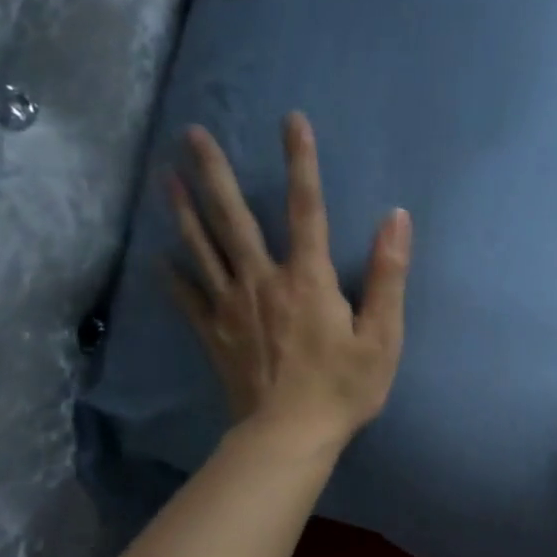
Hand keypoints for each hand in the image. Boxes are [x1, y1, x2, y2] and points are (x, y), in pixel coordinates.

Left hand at [167, 115, 411, 450]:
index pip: (308, 209)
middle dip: (215, 174)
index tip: (291, 120)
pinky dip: (174, 276)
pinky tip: (159, 258)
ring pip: (203, 249)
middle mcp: (263, 282)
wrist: (290, 436)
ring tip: (166, 177)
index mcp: (308, 279)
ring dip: (184, 211)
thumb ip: (389, 276)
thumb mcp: (382, 336)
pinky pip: (188, 299)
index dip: (301, 163)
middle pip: (234, 219)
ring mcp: (232, 308)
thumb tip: (396, 219)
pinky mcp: (215, 335)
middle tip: (192, 135)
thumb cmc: (343, 388)